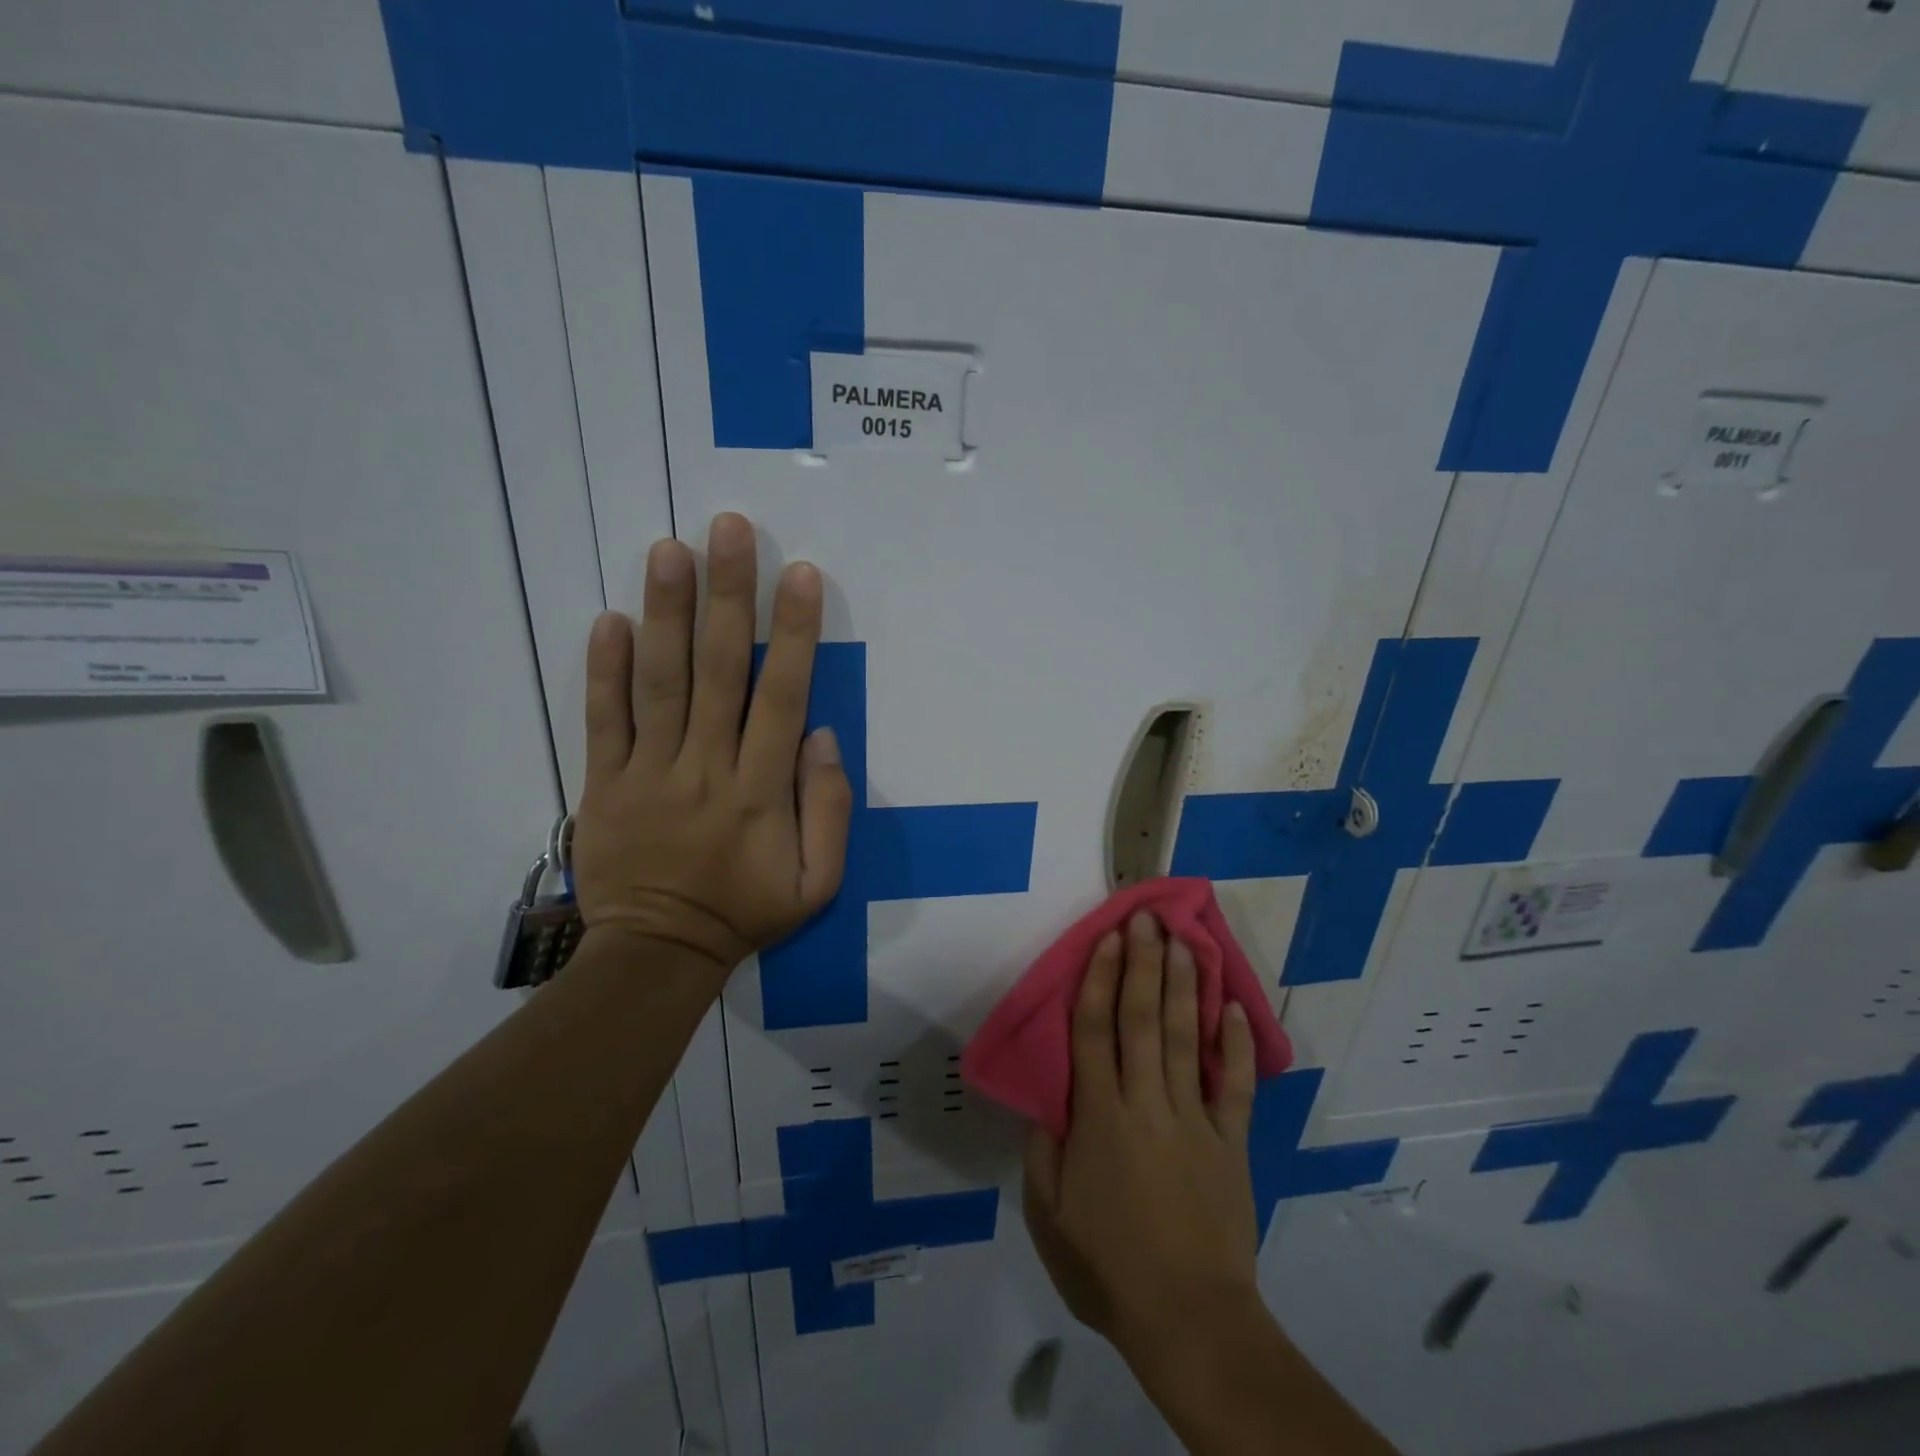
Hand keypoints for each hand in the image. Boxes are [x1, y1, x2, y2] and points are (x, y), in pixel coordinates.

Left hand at [570, 513, 852, 973]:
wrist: (658, 954)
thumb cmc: (746, 913)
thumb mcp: (817, 883)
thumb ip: (829, 810)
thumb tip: (819, 735)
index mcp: (759, 790)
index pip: (779, 696)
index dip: (792, 632)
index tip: (799, 574)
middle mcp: (704, 767)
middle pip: (716, 670)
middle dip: (726, 596)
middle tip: (728, 529)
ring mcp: (646, 772)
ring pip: (658, 682)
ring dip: (664, 613)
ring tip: (668, 549)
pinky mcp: (602, 783)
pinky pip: (602, 720)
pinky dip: (602, 669)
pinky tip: (608, 618)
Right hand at [1024, 912, 1261, 1367]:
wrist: (1189, 1320)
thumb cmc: (1108, 1266)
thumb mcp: (1049, 1215)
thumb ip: (1043, 1150)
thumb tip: (1044, 1100)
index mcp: (1099, 1116)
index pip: (1095, 1030)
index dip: (1099, 978)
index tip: (1107, 938)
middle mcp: (1145, 1101)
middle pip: (1142, 1018)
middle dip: (1142, 963)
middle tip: (1147, 918)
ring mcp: (1194, 1118)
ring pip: (1187, 1037)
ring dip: (1184, 985)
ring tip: (1184, 941)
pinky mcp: (1231, 1141)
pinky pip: (1235, 1084)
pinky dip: (1238, 1044)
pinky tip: (1235, 1007)